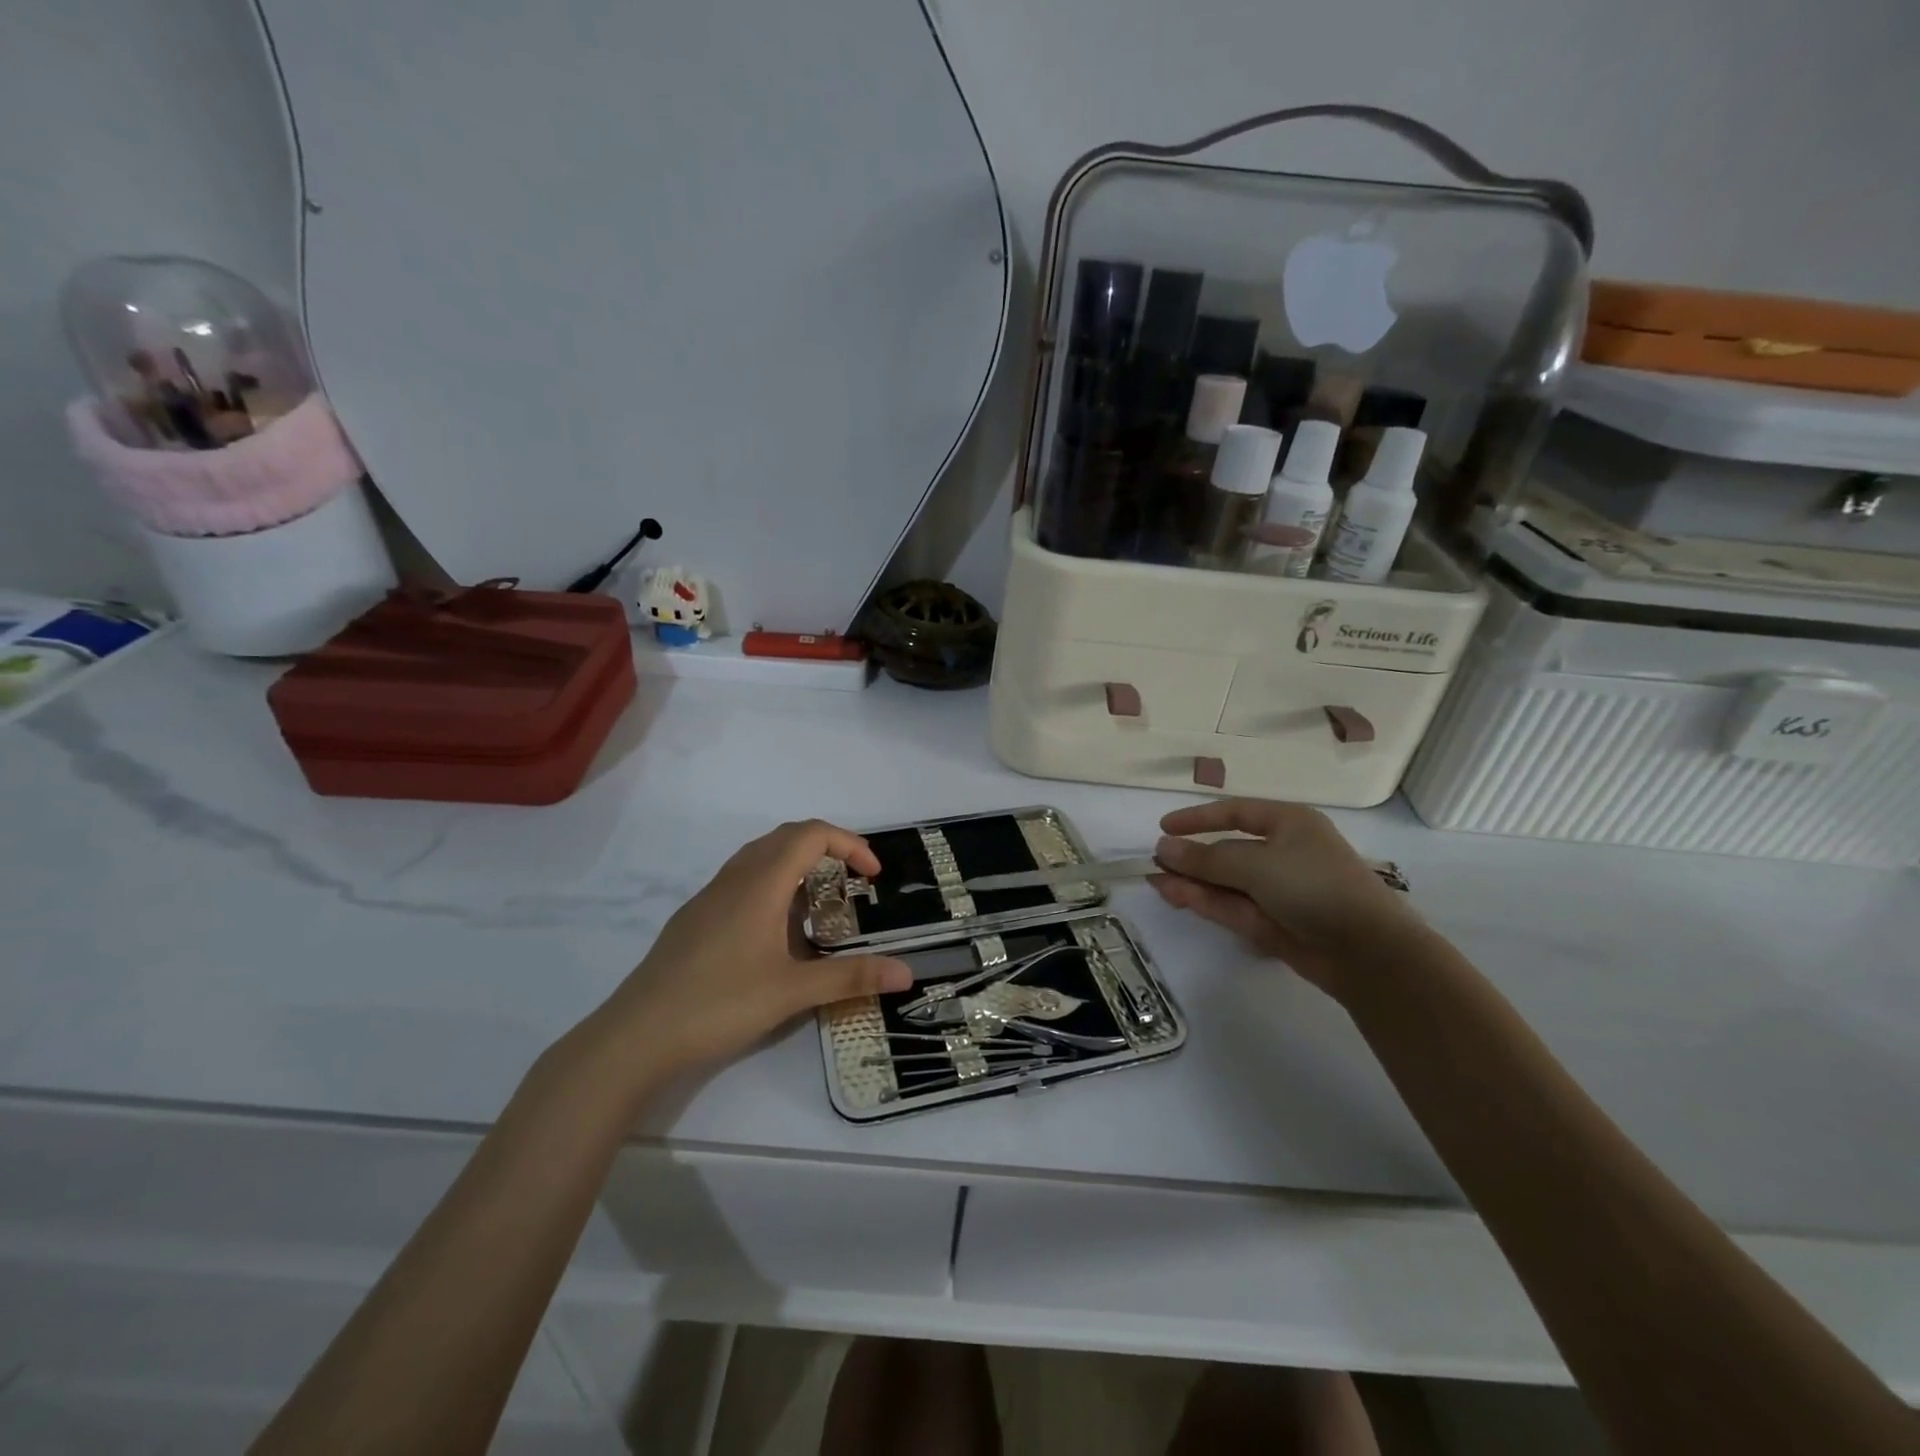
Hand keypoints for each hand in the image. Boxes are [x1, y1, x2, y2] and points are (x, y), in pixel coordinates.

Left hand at [579, 820, 911, 1090]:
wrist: (636, 1036)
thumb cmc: (719, 1004)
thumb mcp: (792, 992)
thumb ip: (851, 978)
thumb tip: (907, 972)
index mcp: (761, 884)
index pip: (811, 835)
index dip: (849, 844)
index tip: (872, 875)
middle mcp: (735, 878)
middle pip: (786, 837)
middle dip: (827, 847)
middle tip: (853, 881)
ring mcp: (710, 897)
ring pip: (760, 857)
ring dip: (797, 864)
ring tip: (820, 903)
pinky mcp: (695, 918)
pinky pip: (742, 880)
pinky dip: (773, 884)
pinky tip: (776, 932)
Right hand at [1151, 798, 1420, 997]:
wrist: (1366, 951)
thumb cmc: (1314, 886)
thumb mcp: (1256, 864)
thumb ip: (1205, 858)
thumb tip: (1162, 849)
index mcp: (1288, 824)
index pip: (1236, 813)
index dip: (1198, 819)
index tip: (1164, 827)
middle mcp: (1283, 853)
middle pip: (1227, 851)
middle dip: (1191, 857)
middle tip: (1154, 862)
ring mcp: (1277, 891)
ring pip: (1225, 882)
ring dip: (1192, 881)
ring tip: (1154, 881)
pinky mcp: (1272, 923)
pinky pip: (1231, 906)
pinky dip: (1204, 901)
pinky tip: (1174, 894)